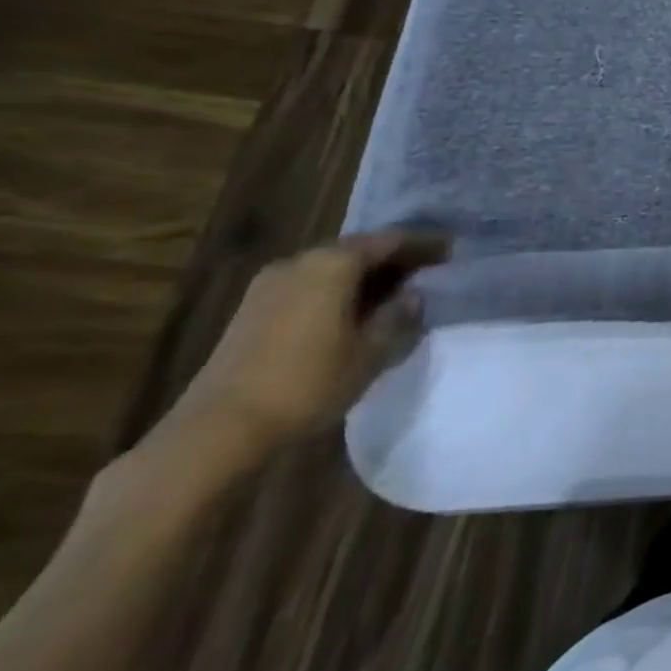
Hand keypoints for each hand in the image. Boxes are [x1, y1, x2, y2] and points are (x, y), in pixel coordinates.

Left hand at [172, 231, 448, 453]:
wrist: (219, 430)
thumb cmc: (308, 382)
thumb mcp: (372, 351)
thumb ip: (398, 315)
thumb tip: (412, 295)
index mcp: (333, 263)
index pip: (390, 241)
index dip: (424, 244)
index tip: (451, 251)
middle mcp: (300, 262)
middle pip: (357, 249)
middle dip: (393, 258)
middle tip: (426, 269)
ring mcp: (269, 285)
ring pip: (331, 267)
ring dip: (363, 275)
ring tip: (394, 291)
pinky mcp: (253, 310)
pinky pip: (309, 285)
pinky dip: (337, 289)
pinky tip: (354, 310)